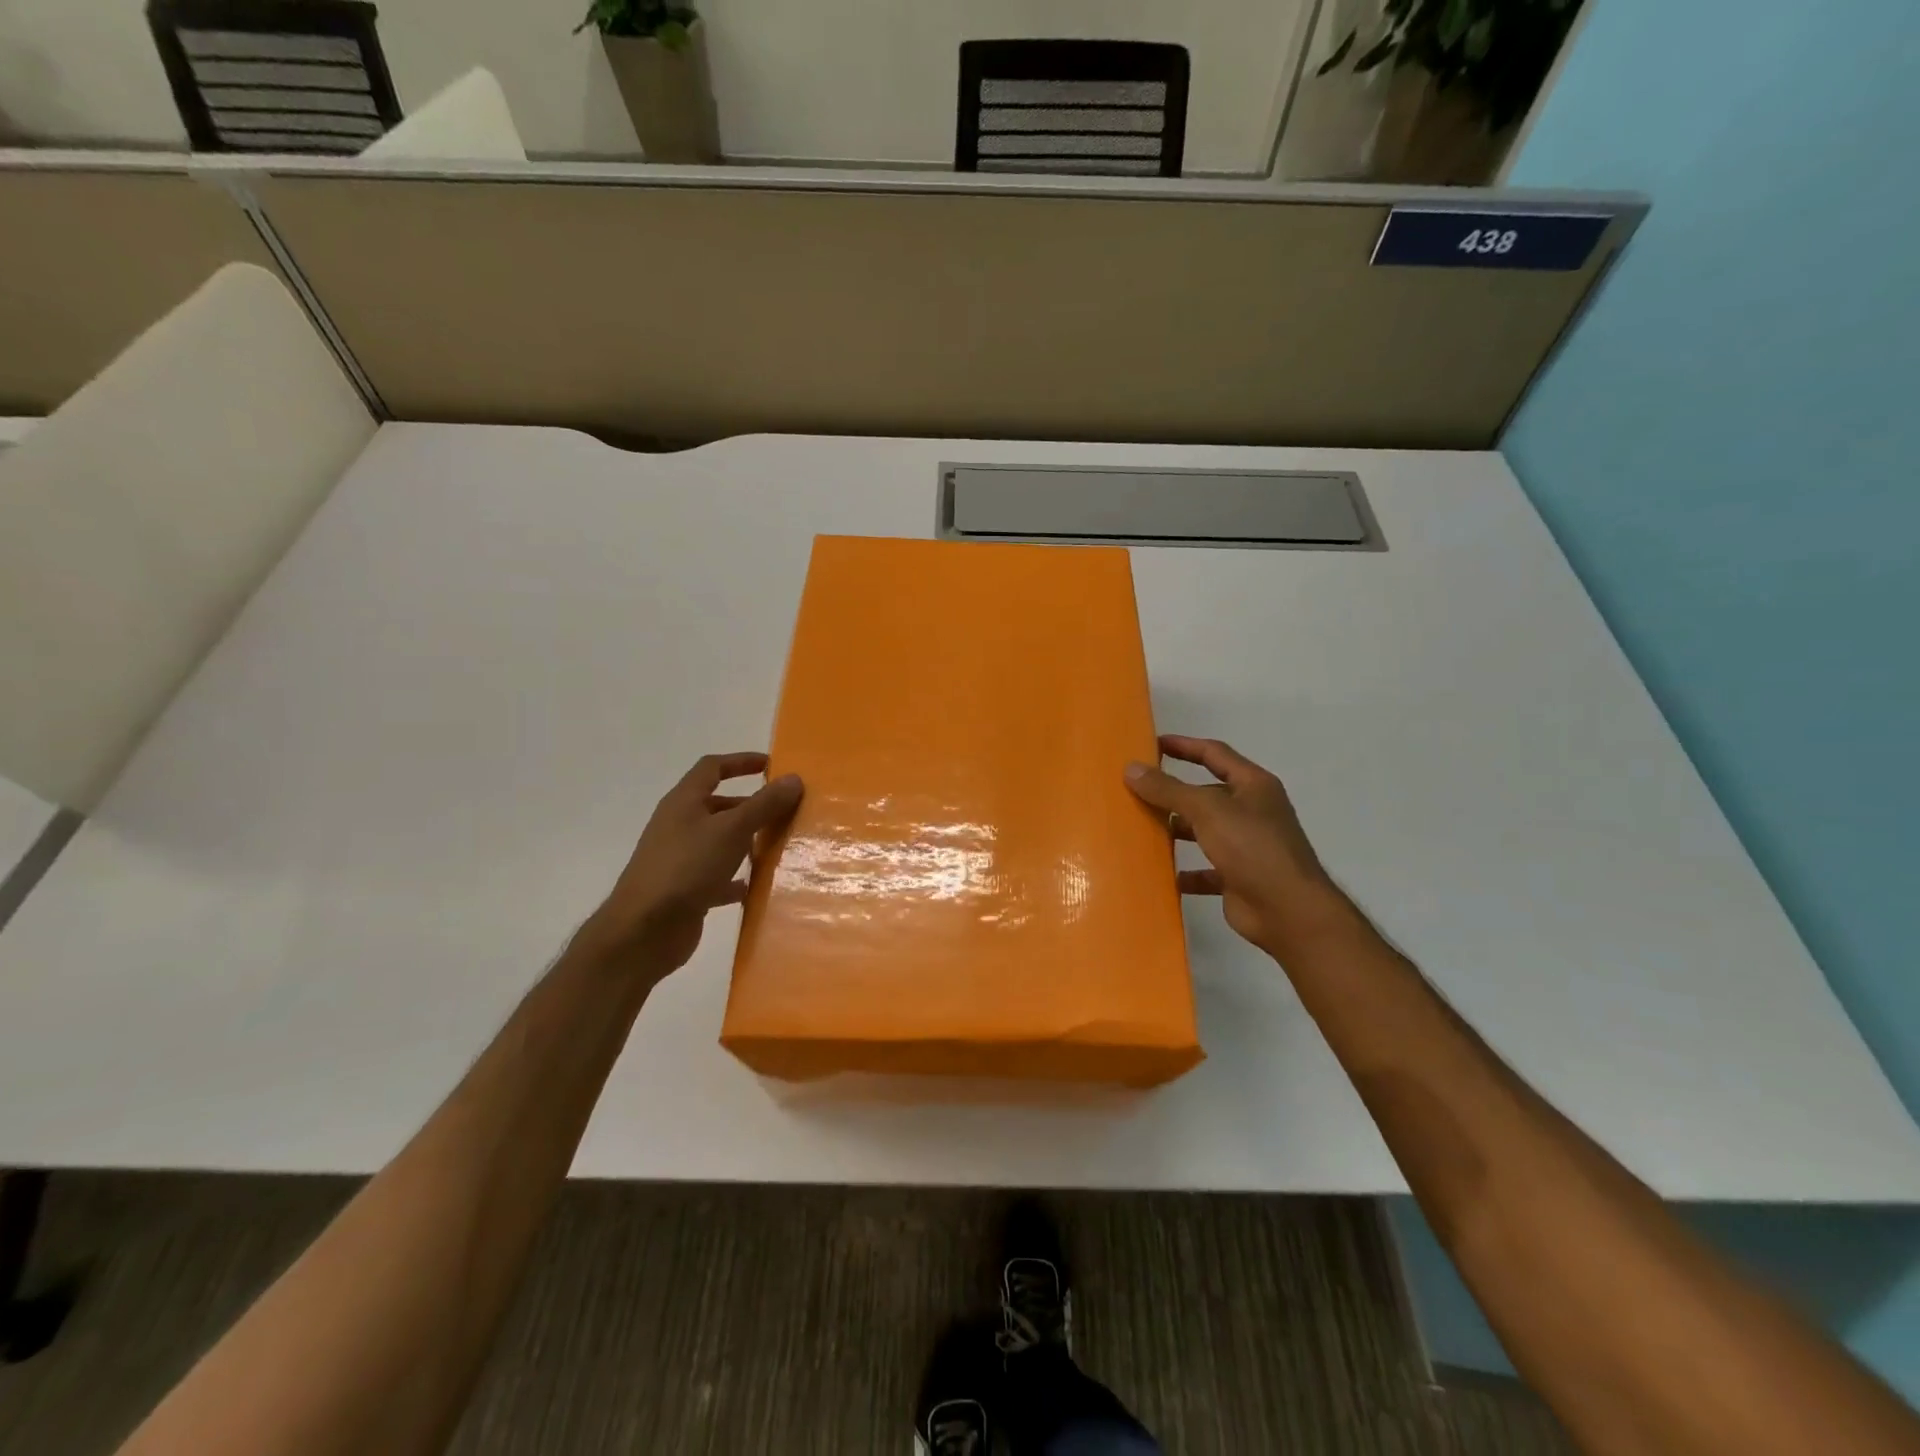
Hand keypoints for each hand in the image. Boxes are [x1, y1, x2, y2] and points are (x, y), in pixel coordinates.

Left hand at [579, 752, 802, 977]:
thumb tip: (794, 778)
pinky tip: (757, 886)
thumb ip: (764, 805)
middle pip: (717, 805)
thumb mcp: (732, 830)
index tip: (771, 766)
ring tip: (778, 846)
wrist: (644, 931)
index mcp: (684, 802)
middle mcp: (679, 825)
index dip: (740, 762)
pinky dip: (736, 878)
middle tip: (784, 810)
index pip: (712, 768)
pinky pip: (717, 876)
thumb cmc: (687, 867)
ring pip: (719, 841)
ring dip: (746, 841)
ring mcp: (680, 859)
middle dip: (750, 805)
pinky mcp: (685, 890)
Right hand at [1125, 735, 1348, 956]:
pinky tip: (1161, 874)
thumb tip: (1131, 768)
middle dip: (1174, 792)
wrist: (1288, 911)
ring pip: (1203, 830)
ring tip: (1141, 829)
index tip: (1151, 744)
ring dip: (1176, 830)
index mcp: (1253, 785)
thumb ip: (1168, 789)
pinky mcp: (1238, 877)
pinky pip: (1205, 870)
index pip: (1214, 754)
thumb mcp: (1207, 810)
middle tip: (1136, 790)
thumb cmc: (1252, 848)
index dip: (1184, 746)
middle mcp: (1252, 811)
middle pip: (1206, 793)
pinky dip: (1186, 872)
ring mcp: (1246, 845)